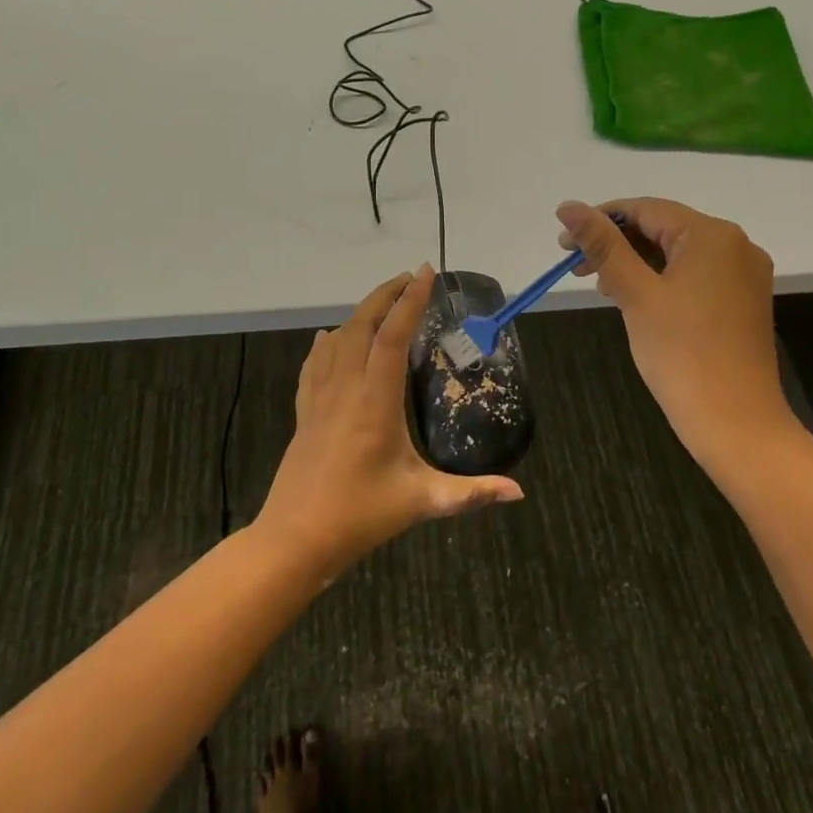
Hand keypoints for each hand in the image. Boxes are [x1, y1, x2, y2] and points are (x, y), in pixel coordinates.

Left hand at [255, 266, 521, 578]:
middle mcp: (344, 389)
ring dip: (358, 315)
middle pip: (360, 326)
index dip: (410, 301)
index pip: (392, 336)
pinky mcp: (303, 413)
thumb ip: (471, 493)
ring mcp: (319, 399)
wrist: (295, 539)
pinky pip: (313, 365)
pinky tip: (327, 339)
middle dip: (384, 295)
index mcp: (374, 401)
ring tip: (381, 304)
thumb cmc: (360, 516)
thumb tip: (517, 491)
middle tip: (409, 279)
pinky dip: (325, 344)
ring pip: (335, 340)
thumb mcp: (421, 501)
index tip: (426, 273)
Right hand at [556, 198, 796, 477]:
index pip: (646, 209)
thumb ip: (602, 245)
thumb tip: (568, 206)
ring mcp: (744, 275)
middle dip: (617, 245)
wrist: (735, 422)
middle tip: (576, 269)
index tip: (564, 245)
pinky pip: (695, 276)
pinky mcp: (742, 301)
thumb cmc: (681, 353)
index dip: (601, 220)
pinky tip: (636, 300)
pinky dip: (661, 281)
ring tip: (602, 287)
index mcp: (712, 235)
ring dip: (636, 264)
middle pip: (664, 229)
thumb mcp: (635, 293)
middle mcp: (736, 245)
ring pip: (678, 254)